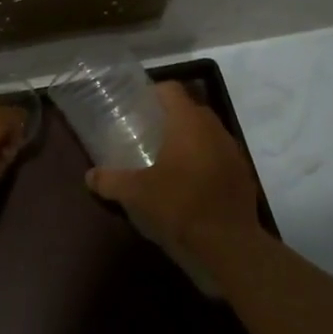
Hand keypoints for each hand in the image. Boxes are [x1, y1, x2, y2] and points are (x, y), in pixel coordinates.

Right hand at [85, 82, 262, 255]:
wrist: (230, 244)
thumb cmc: (180, 206)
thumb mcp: (137, 194)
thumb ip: (110, 181)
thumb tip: (90, 176)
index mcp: (188, 122)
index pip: (170, 89)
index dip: (152, 93)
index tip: (137, 107)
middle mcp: (214, 127)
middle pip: (189, 109)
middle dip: (169, 117)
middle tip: (147, 133)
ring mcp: (232, 150)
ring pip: (206, 132)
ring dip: (189, 139)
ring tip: (167, 158)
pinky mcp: (242, 173)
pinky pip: (219, 155)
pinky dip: (204, 160)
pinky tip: (190, 182)